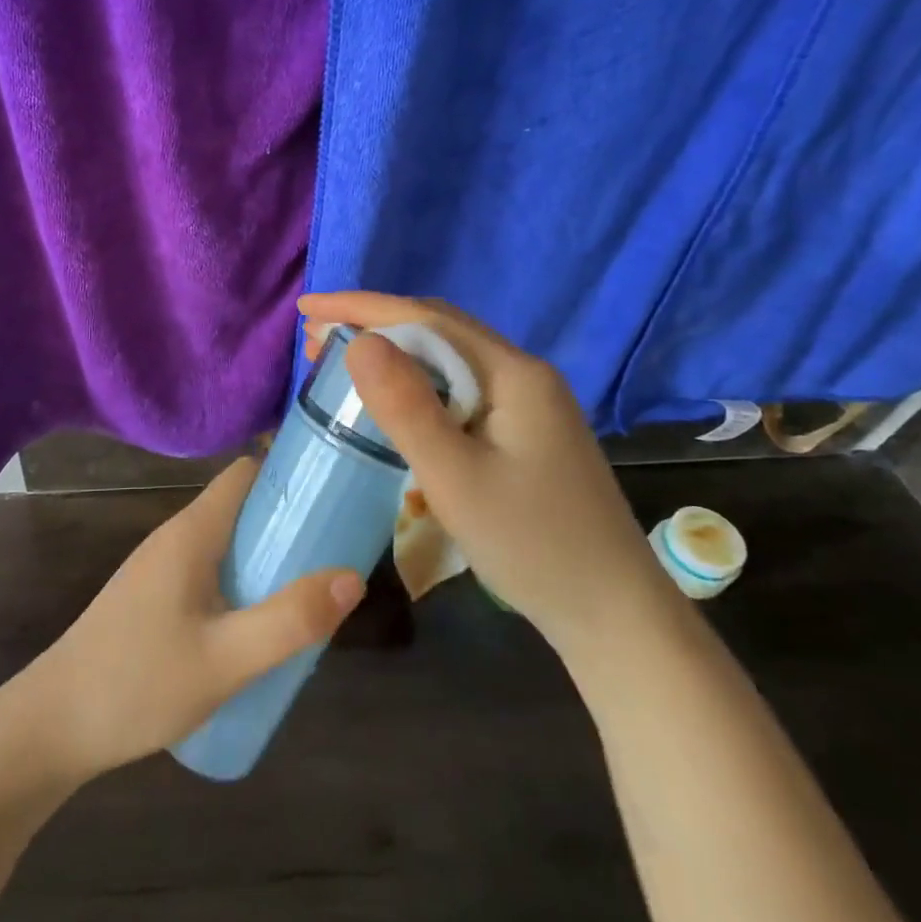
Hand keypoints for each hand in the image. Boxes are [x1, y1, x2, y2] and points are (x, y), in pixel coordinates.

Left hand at [24, 459, 365, 779]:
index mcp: (191, 532)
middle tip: (337, 554)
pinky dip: (244, 586)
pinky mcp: (154, 600)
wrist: (53, 726)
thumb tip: (351, 577)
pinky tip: (262, 629)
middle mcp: (175, 539)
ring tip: (312, 593)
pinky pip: (211, 575)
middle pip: (241, 509)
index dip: (289, 473)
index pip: (245, 474)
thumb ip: (289, 620)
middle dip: (289, 524)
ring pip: (227, 546)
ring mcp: (161, 570)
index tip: (335, 493)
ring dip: (268, 560)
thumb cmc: (138, 682)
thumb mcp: (226, 659)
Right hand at [300, 291, 669, 655]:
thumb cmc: (532, 546)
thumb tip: (359, 341)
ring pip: (450, 359)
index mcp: (513, 374)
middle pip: (439, 331)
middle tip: (315, 337)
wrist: (613, 615)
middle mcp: (524, 375)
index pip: (426, 319)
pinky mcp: (526, 433)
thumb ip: (406, 407)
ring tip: (341, 360)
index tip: (307, 306)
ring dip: (394, 353)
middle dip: (374, 324)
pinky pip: (460, 388)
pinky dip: (417, 383)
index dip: (361, 307)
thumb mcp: (455, 477)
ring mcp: (529, 405)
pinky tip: (394, 400)